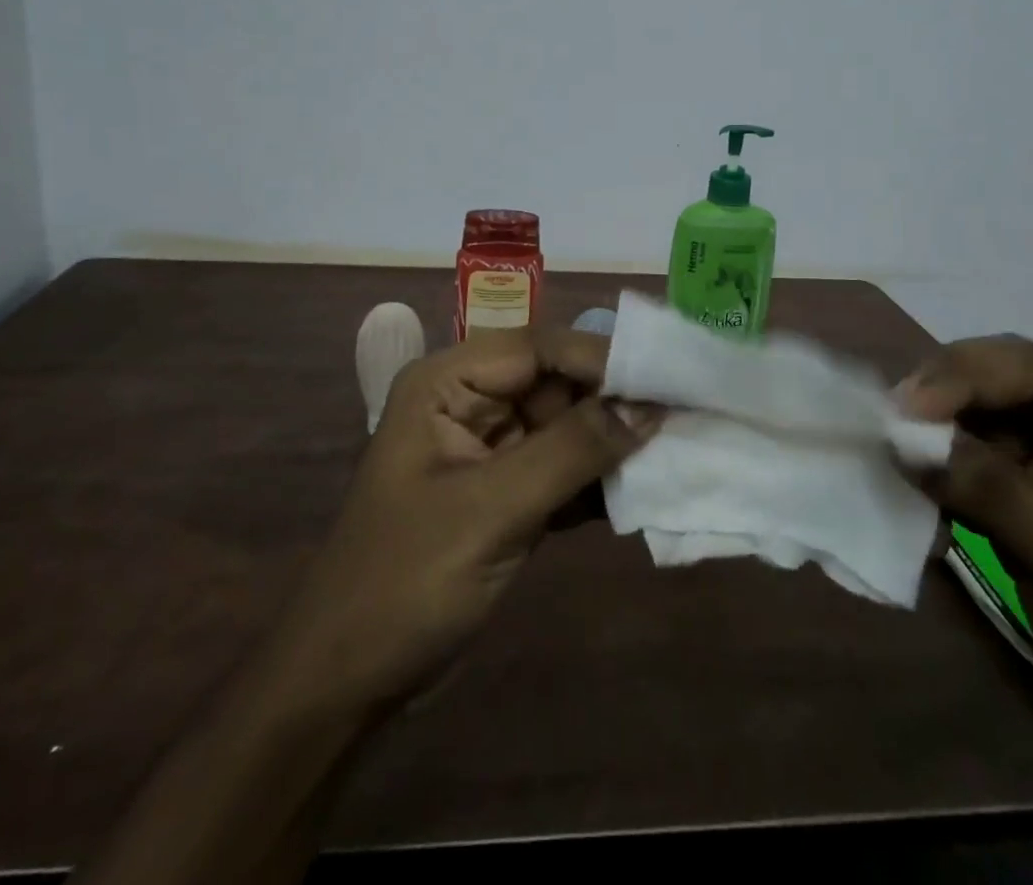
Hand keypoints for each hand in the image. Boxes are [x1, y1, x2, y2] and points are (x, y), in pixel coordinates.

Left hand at [265, 326, 661, 711]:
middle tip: (684, 416)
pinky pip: (562, 470)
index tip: (667, 380)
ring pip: (565, 427)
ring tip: (676, 451)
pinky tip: (640, 494)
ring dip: (612, 444)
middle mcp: (469, 402)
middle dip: (614, 403)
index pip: (537, 348)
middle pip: (556, 383)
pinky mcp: (505, 494)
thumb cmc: (406, 582)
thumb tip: (649, 407)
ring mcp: (489, 450)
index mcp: (447, 382)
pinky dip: (596, 482)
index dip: (601, 359)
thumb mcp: (492, 510)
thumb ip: (571, 452)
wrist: (348, 683)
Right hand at [901, 337, 1032, 794]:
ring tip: (895, 447)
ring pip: (994, 421)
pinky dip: (949, 469)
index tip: (908, 407)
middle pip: (1016, 383)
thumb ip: (998, 494)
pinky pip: (987, 466)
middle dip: (951, 394)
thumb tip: (902, 436)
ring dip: (943, 430)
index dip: (970, 374)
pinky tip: (918, 479)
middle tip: (891, 419)